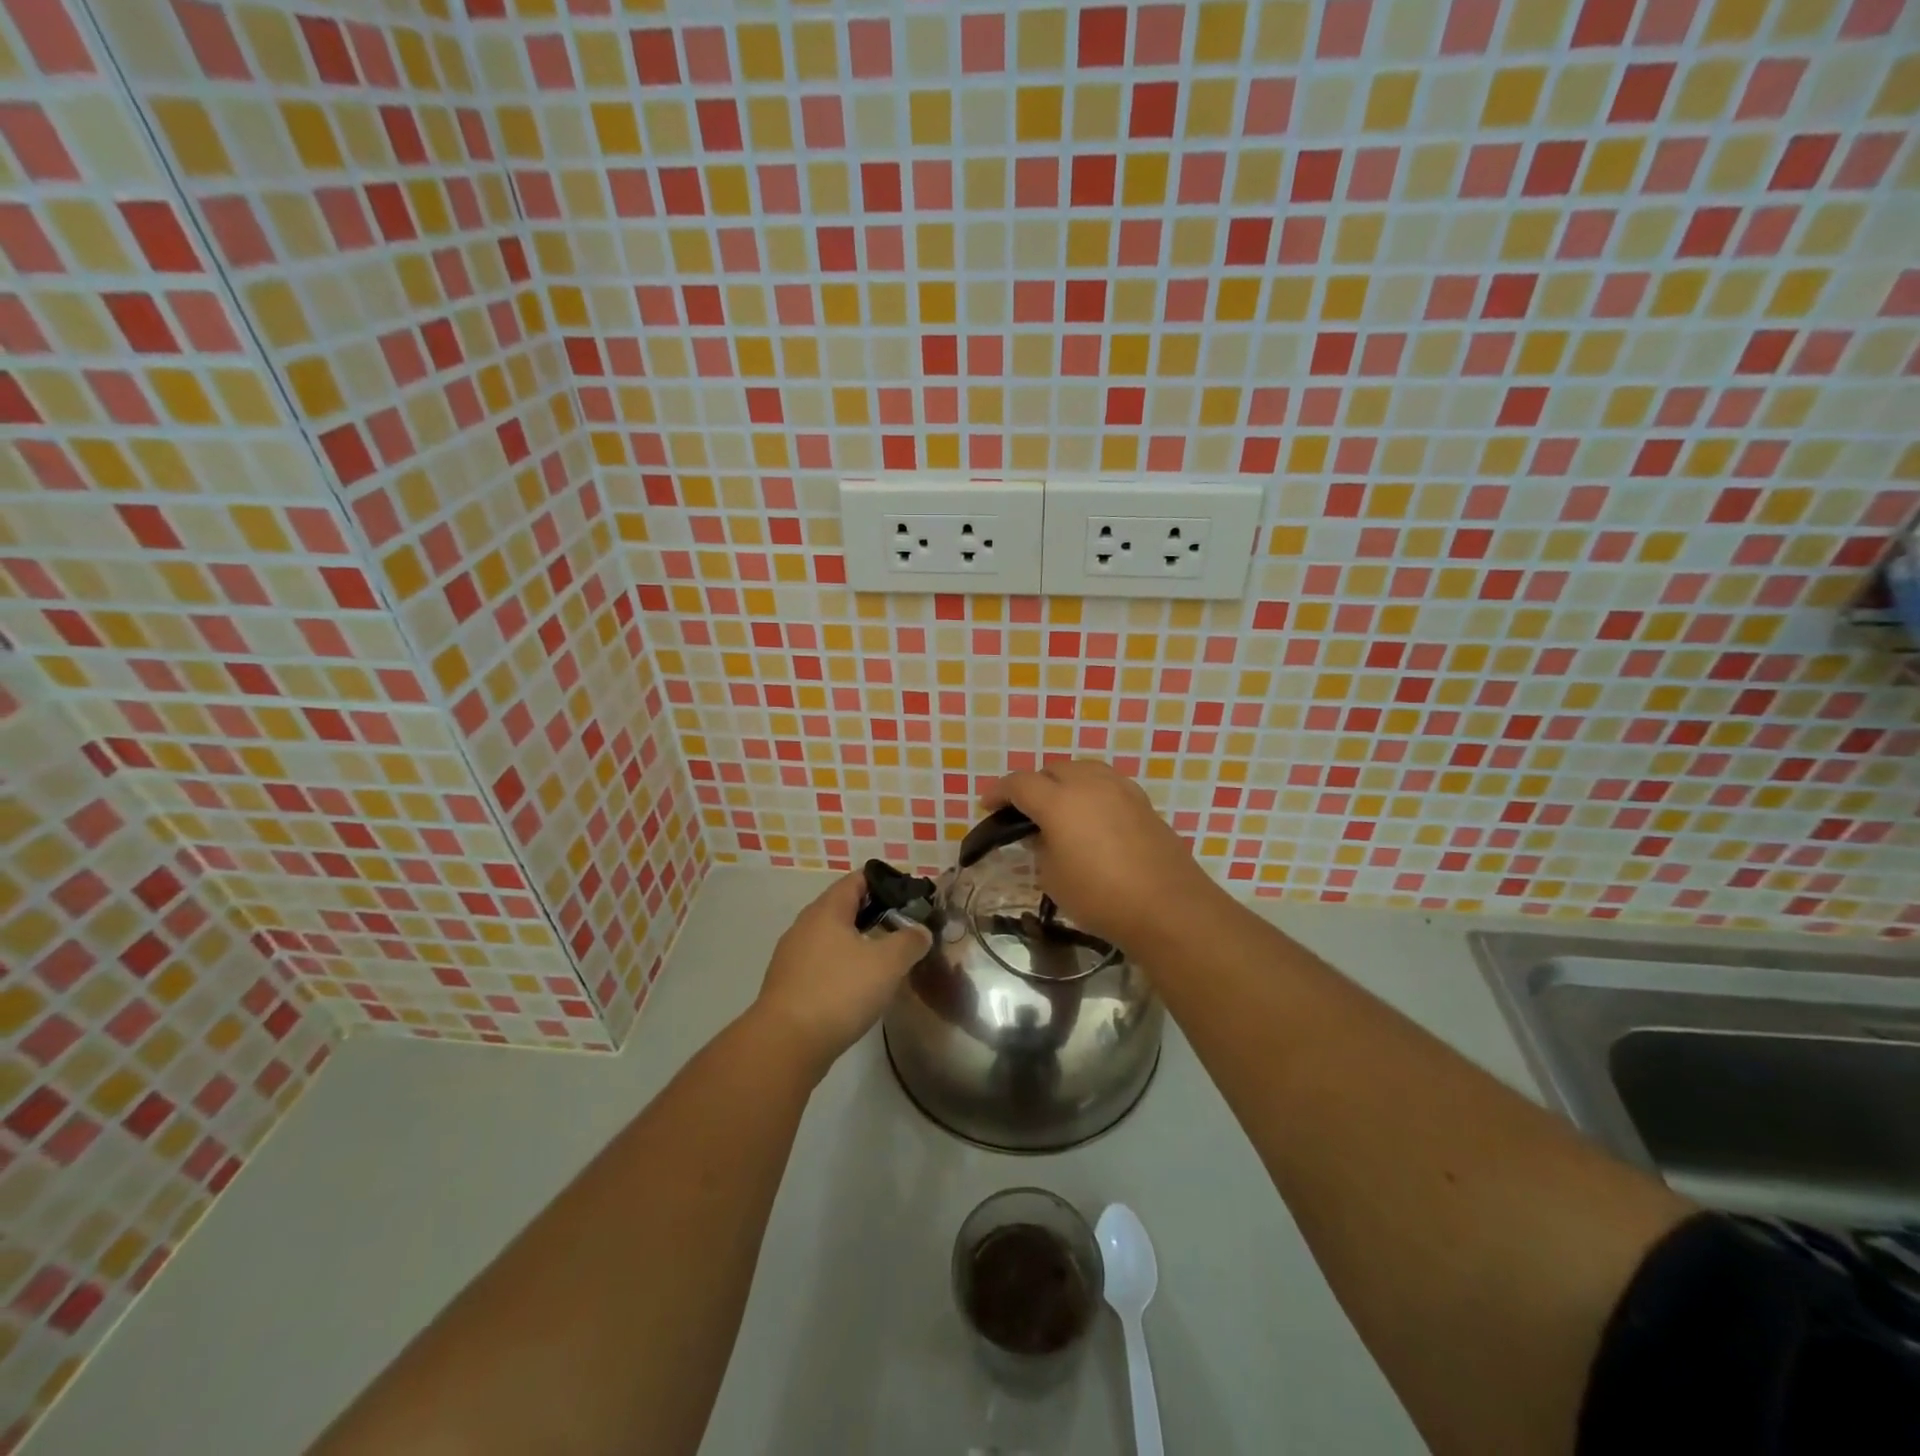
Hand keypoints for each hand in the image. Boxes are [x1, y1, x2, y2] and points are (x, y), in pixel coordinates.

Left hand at [751, 872, 930, 1075]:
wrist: (785, 1044)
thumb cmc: (839, 992)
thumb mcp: (887, 964)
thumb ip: (910, 941)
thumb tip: (921, 931)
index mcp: (827, 910)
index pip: (857, 879)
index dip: (885, 881)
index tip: (910, 895)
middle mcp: (805, 925)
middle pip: (844, 907)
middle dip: (875, 913)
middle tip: (904, 927)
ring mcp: (792, 956)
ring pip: (832, 937)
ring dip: (858, 942)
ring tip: (886, 958)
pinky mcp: (789, 984)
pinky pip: (822, 963)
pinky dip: (843, 966)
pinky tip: (859, 986)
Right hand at [984, 760, 1218, 952]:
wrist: (1167, 906)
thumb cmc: (1100, 896)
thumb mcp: (1053, 878)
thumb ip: (1041, 848)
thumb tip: (1043, 835)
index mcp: (1058, 800)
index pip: (1019, 784)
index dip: (999, 792)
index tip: (987, 805)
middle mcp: (1089, 784)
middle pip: (1052, 770)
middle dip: (1033, 785)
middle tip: (1023, 809)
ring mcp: (1120, 789)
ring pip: (1083, 770)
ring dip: (1064, 782)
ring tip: (1058, 806)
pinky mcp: (1142, 802)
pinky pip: (1107, 783)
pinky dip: (1090, 791)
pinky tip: (1091, 814)